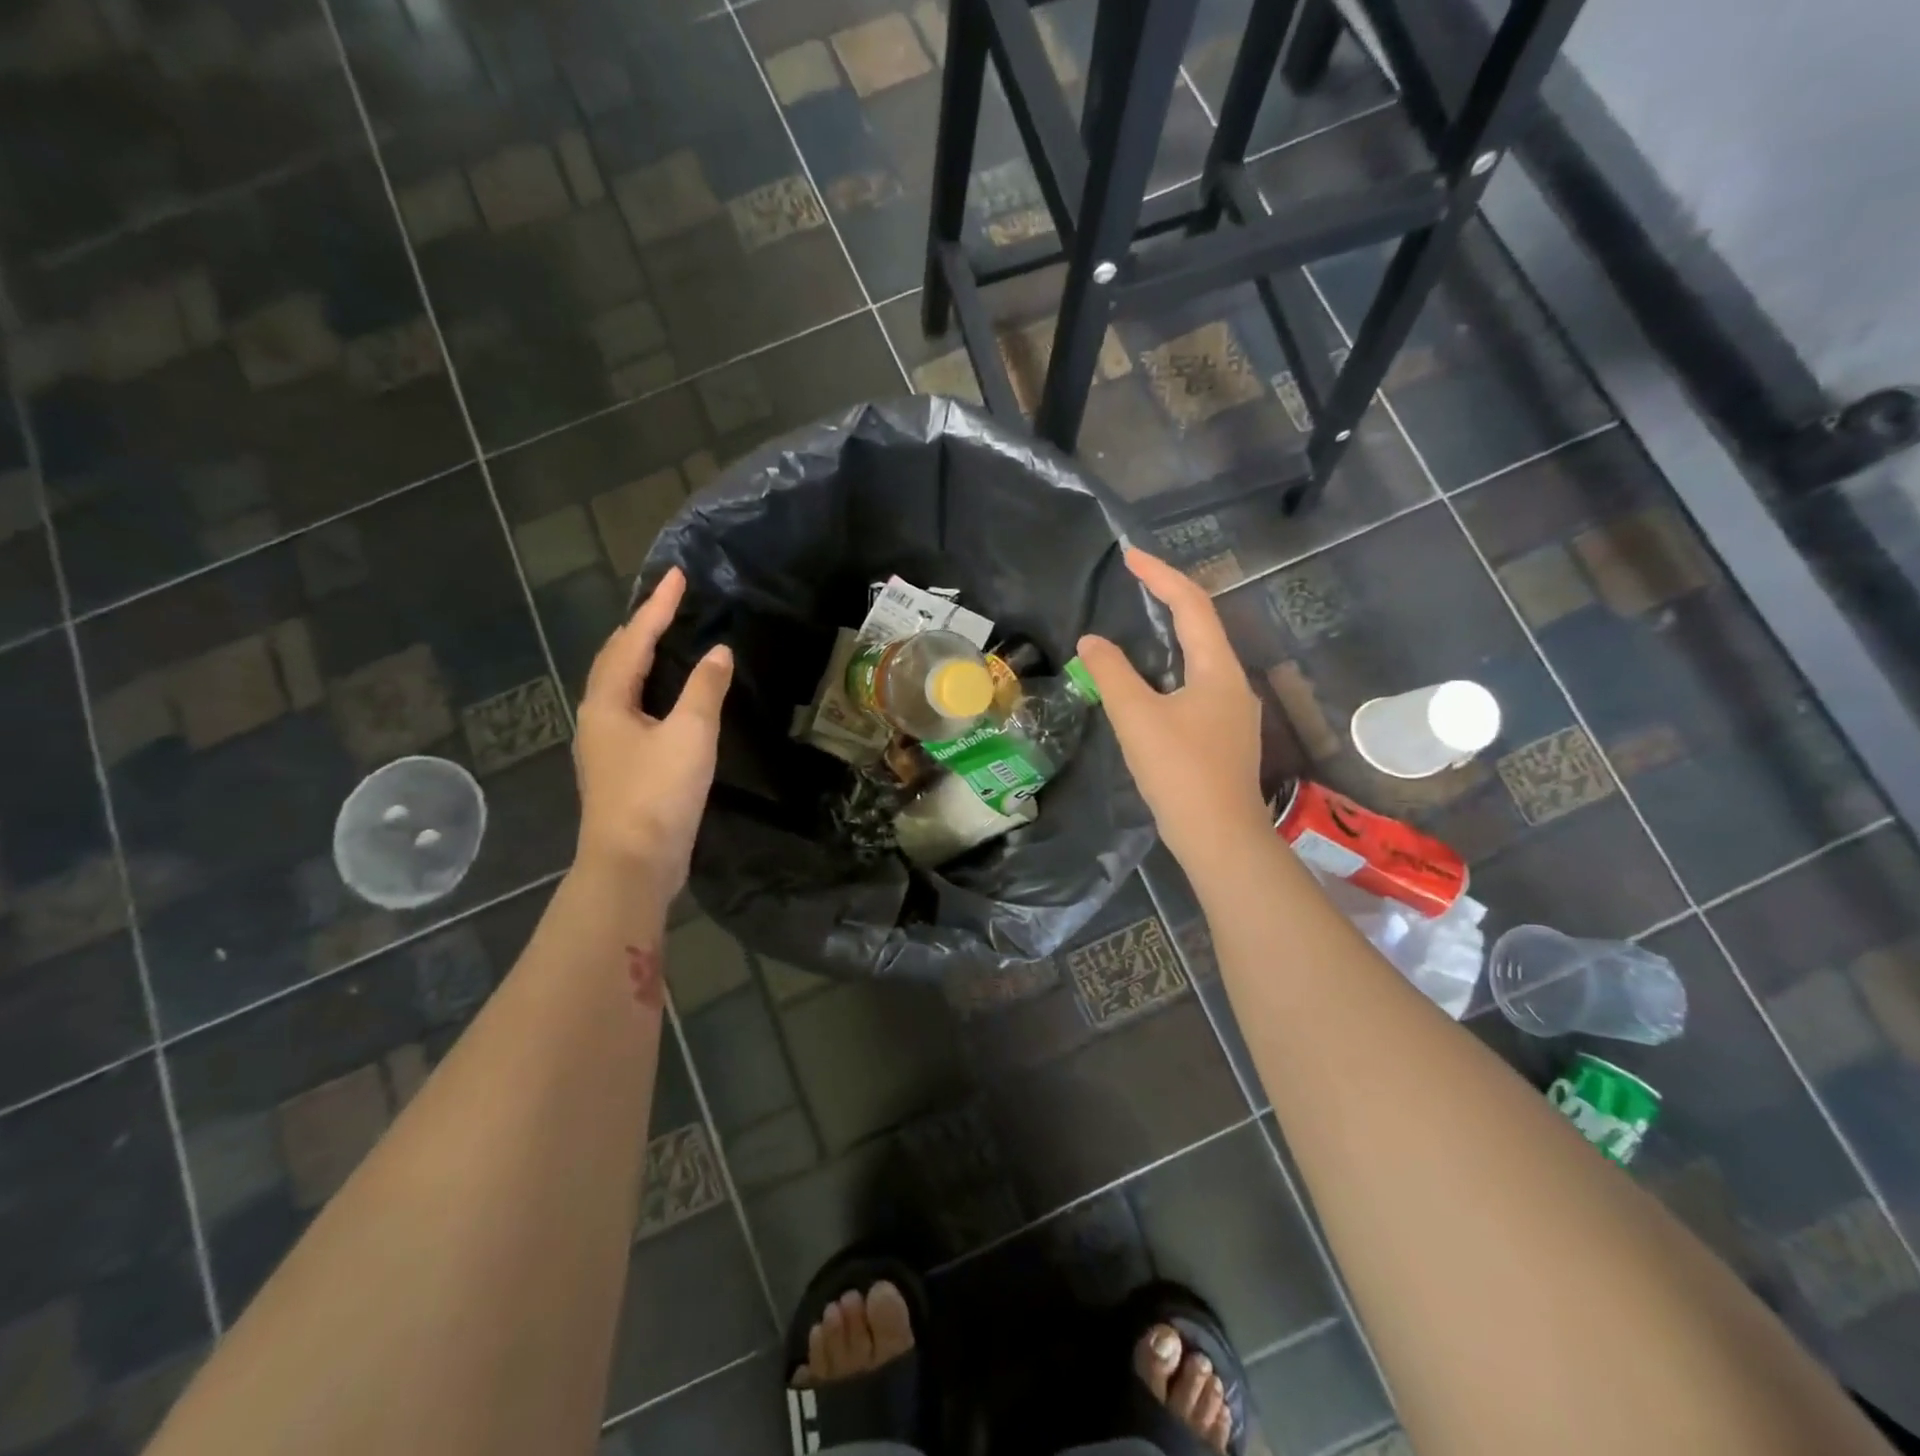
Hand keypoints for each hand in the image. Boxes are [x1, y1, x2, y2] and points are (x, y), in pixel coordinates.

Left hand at [573, 567, 732, 893]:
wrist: (632, 864)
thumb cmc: (658, 794)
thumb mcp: (690, 735)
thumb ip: (705, 689)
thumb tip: (717, 652)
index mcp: (608, 702)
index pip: (634, 641)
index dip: (657, 607)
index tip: (677, 576)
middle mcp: (597, 717)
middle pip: (615, 659)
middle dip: (641, 627)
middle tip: (668, 603)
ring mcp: (605, 744)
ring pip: (620, 686)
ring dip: (640, 657)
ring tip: (665, 639)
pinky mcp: (620, 767)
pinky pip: (631, 709)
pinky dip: (648, 688)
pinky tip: (665, 698)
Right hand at [1078, 549, 1269, 874]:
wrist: (1219, 837)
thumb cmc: (1180, 771)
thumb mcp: (1136, 717)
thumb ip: (1111, 674)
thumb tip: (1092, 641)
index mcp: (1218, 670)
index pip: (1192, 605)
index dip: (1161, 576)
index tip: (1130, 556)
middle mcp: (1234, 684)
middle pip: (1202, 628)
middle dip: (1168, 600)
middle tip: (1134, 585)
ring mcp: (1234, 713)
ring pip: (1200, 660)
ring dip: (1171, 637)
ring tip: (1139, 627)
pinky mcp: (1224, 737)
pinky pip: (1197, 688)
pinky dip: (1171, 671)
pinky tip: (1151, 686)